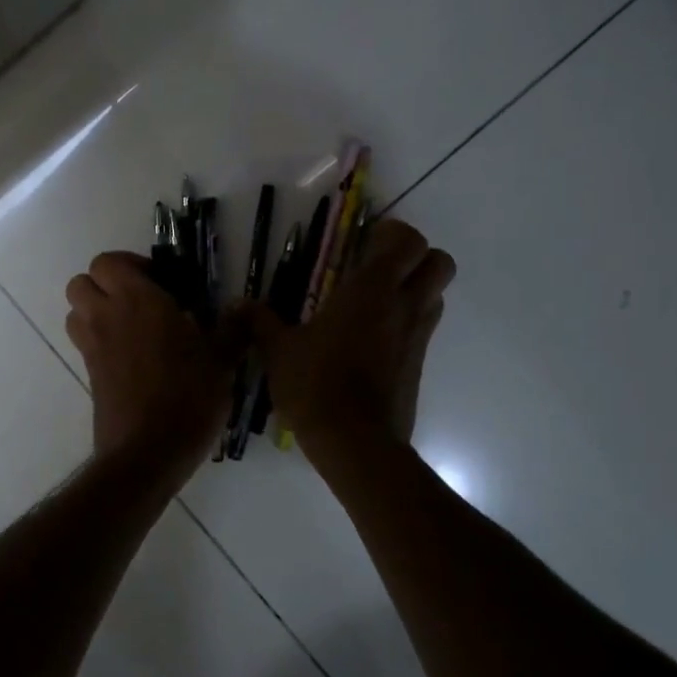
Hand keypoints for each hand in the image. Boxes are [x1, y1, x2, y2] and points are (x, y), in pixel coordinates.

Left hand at [65, 252, 237, 485]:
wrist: (147, 453)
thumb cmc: (188, 397)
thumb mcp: (222, 362)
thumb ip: (233, 329)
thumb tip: (244, 307)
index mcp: (138, 301)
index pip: (108, 262)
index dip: (130, 265)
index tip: (161, 282)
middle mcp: (107, 317)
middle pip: (81, 283)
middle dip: (106, 284)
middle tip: (142, 300)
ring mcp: (94, 348)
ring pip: (76, 312)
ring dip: (97, 310)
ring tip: (134, 326)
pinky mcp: (90, 375)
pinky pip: (85, 343)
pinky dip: (101, 340)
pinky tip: (135, 358)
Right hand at [244, 218, 455, 448]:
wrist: (355, 443)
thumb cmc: (316, 385)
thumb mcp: (279, 351)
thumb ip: (260, 322)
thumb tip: (236, 305)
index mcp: (371, 290)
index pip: (408, 240)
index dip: (393, 234)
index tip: (365, 241)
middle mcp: (404, 306)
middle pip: (439, 262)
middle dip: (416, 257)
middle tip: (380, 268)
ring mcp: (418, 336)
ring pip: (437, 295)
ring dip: (417, 289)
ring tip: (377, 303)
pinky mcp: (420, 365)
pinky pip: (425, 329)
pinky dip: (409, 323)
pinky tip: (374, 341)